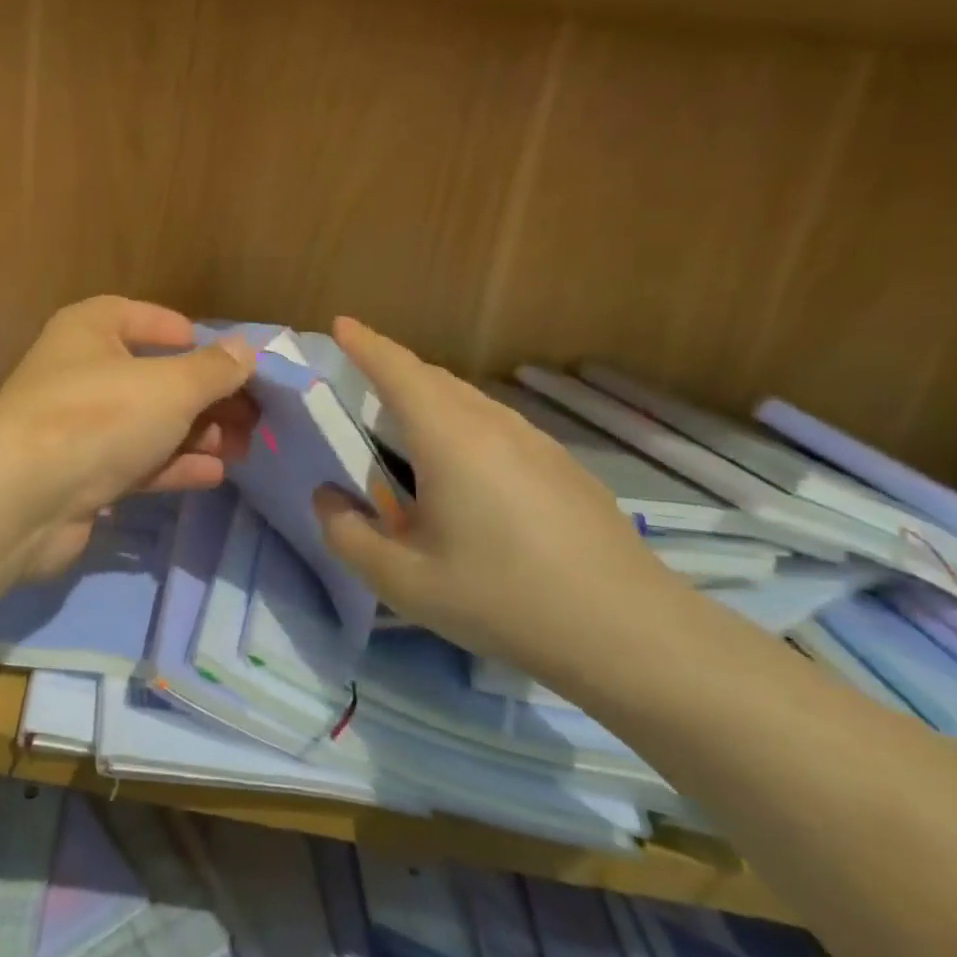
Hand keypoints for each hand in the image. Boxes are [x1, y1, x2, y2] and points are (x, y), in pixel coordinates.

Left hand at [0, 297, 256, 577]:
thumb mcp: (171, 385)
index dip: (183, 332)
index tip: (225, 356)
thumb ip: (214, 368)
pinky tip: (213, 474)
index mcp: (89, 331)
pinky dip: (173, 465)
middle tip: (251, 414)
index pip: (138, 316)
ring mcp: (77, 427)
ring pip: (147, 423)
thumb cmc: (100, 416)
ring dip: (194, 434)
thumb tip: (247, 350)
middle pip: (152, 376)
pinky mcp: (79, 476)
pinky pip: (135, 462)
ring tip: (243, 446)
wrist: (23, 496)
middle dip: (203, 396)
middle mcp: (79, 372)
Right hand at [313, 318, 691, 678]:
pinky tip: (466, 471)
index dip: (365, 344)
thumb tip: (327, 497)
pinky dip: (464, 424)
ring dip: (430, 398)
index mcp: (450, 440)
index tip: (341, 323)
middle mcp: (494, 425)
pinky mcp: (565, 467)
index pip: (398, 372)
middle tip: (363, 378)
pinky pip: (499, 425)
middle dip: (394, 368)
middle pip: (435, 379)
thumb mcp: (402, 581)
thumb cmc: (502, 599)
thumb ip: (347, 535)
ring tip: (407, 426)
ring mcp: (538, 443)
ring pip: (471, 401)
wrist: (629, 633)